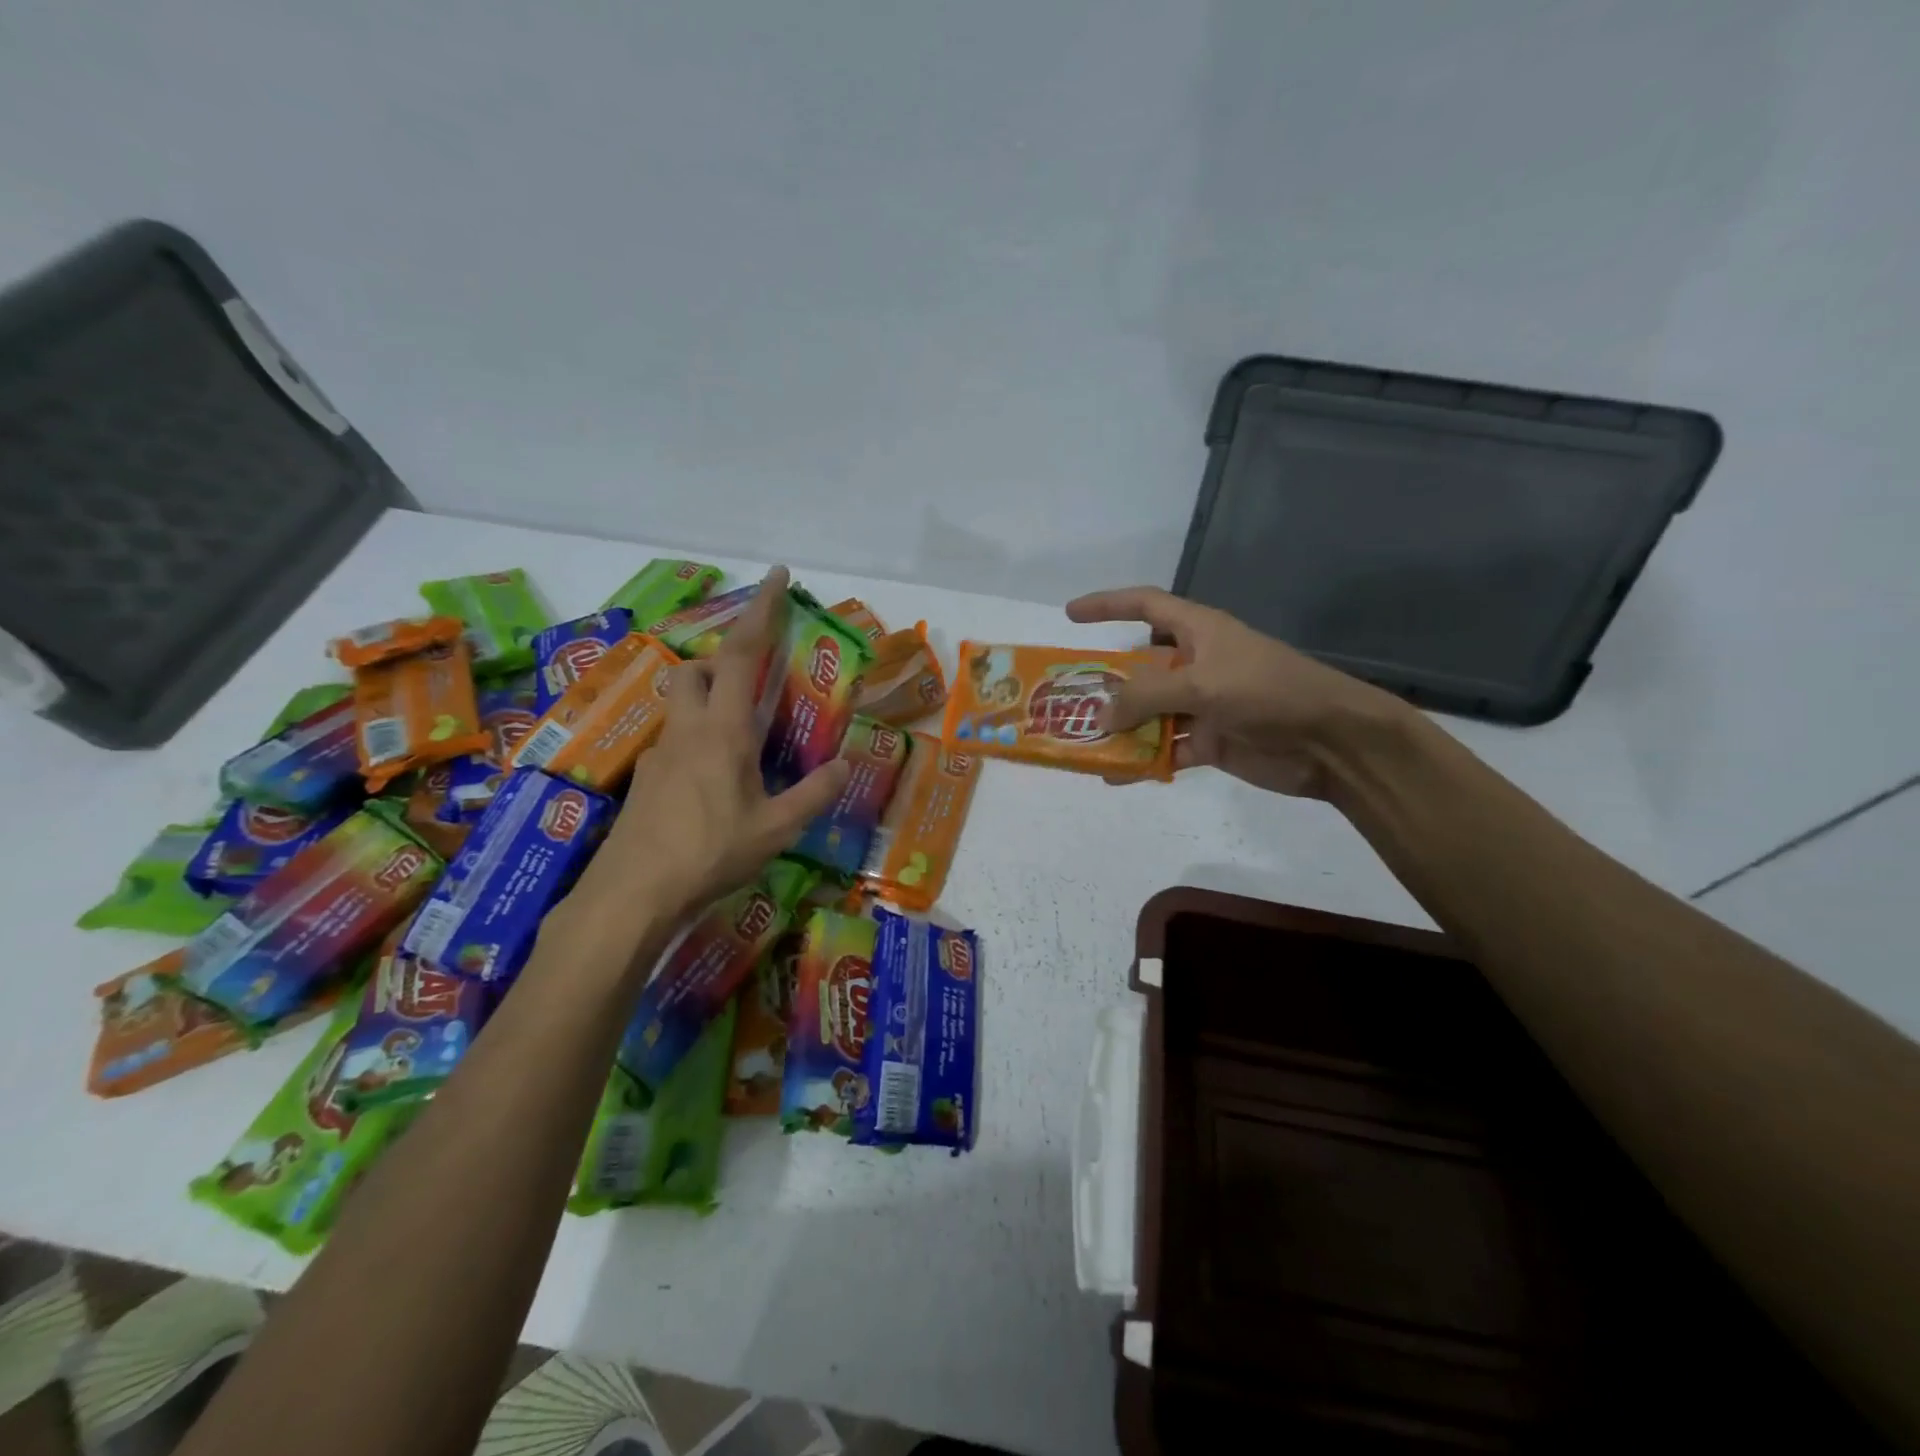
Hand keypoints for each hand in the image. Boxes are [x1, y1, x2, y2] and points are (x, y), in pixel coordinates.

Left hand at [562, 566, 848, 936]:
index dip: (760, 609)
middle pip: (697, 668)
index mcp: (724, 730)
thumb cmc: (710, 853)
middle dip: (724, 660)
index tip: (776, 576)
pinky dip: (697, 741)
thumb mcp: (775, 830)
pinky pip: (675, 740)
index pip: (742, 653)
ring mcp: (660, 753)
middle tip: (755, 683)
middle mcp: (688, 729)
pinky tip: (712, 784)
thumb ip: (812, 795)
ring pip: (681, 703)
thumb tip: (844, 765)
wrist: (632, 893)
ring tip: (740, 737)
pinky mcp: (646, 778)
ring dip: (708, 699)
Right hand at [1064, 586, 1406, 798]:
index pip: (1145, 605)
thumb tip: (1101, 717)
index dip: (1106, 605)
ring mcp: (1203, 705)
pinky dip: (1142, 761)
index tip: (1069, 615)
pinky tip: (1115, 775)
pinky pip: (1165, 749)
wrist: (1331, 742)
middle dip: (1105, 682)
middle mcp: (1196, 664)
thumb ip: (1146, 697)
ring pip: (1149, 713)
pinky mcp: (1211, 741)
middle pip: (1140, 668)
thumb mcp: (1201, 685)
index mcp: (1198, 632)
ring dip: (1119, 729)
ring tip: (1080, 743)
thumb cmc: (1268, 692)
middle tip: (1065, 699)